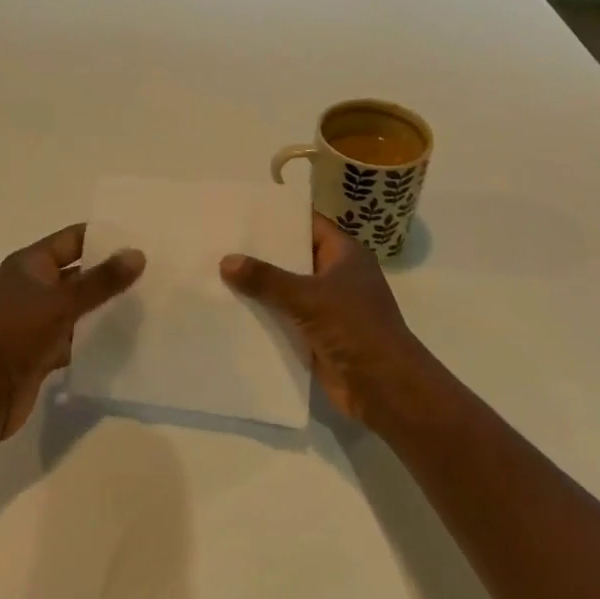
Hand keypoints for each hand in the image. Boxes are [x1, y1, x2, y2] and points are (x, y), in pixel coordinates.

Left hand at [0, 224, 145, 440]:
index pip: (72, 239)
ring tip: (146, 306)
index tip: (140, 241)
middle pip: (77, 273)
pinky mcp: (41, 350)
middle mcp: (31, 287)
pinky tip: (125, 341)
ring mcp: (35, 320)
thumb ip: (101, 280)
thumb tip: (137, 254)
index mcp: (29, 264)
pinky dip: (94, 339)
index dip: (104, 238)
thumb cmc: (17, 334)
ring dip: (104, 308)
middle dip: (109, 275)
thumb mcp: (62, 302)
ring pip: (77, 307)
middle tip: (152, 275)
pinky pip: (74, 337)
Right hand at [221, 215, 432, 427]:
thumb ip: (266, 278)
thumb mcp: (307, 297)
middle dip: (260, 253)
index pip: (307, 224)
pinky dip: (263, 315)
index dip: (278, 217)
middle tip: (220, 241)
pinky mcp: (317, 335)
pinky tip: (230, 309)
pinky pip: (284, 318)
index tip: (243, 212)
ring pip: (286, 290)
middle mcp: (336, 276)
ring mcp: (327, 307)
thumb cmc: (354, 328)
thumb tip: (226, 260)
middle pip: (293, 257)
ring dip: (258, 287)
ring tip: (215, 272)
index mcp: (344, 255)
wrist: (384, 387)